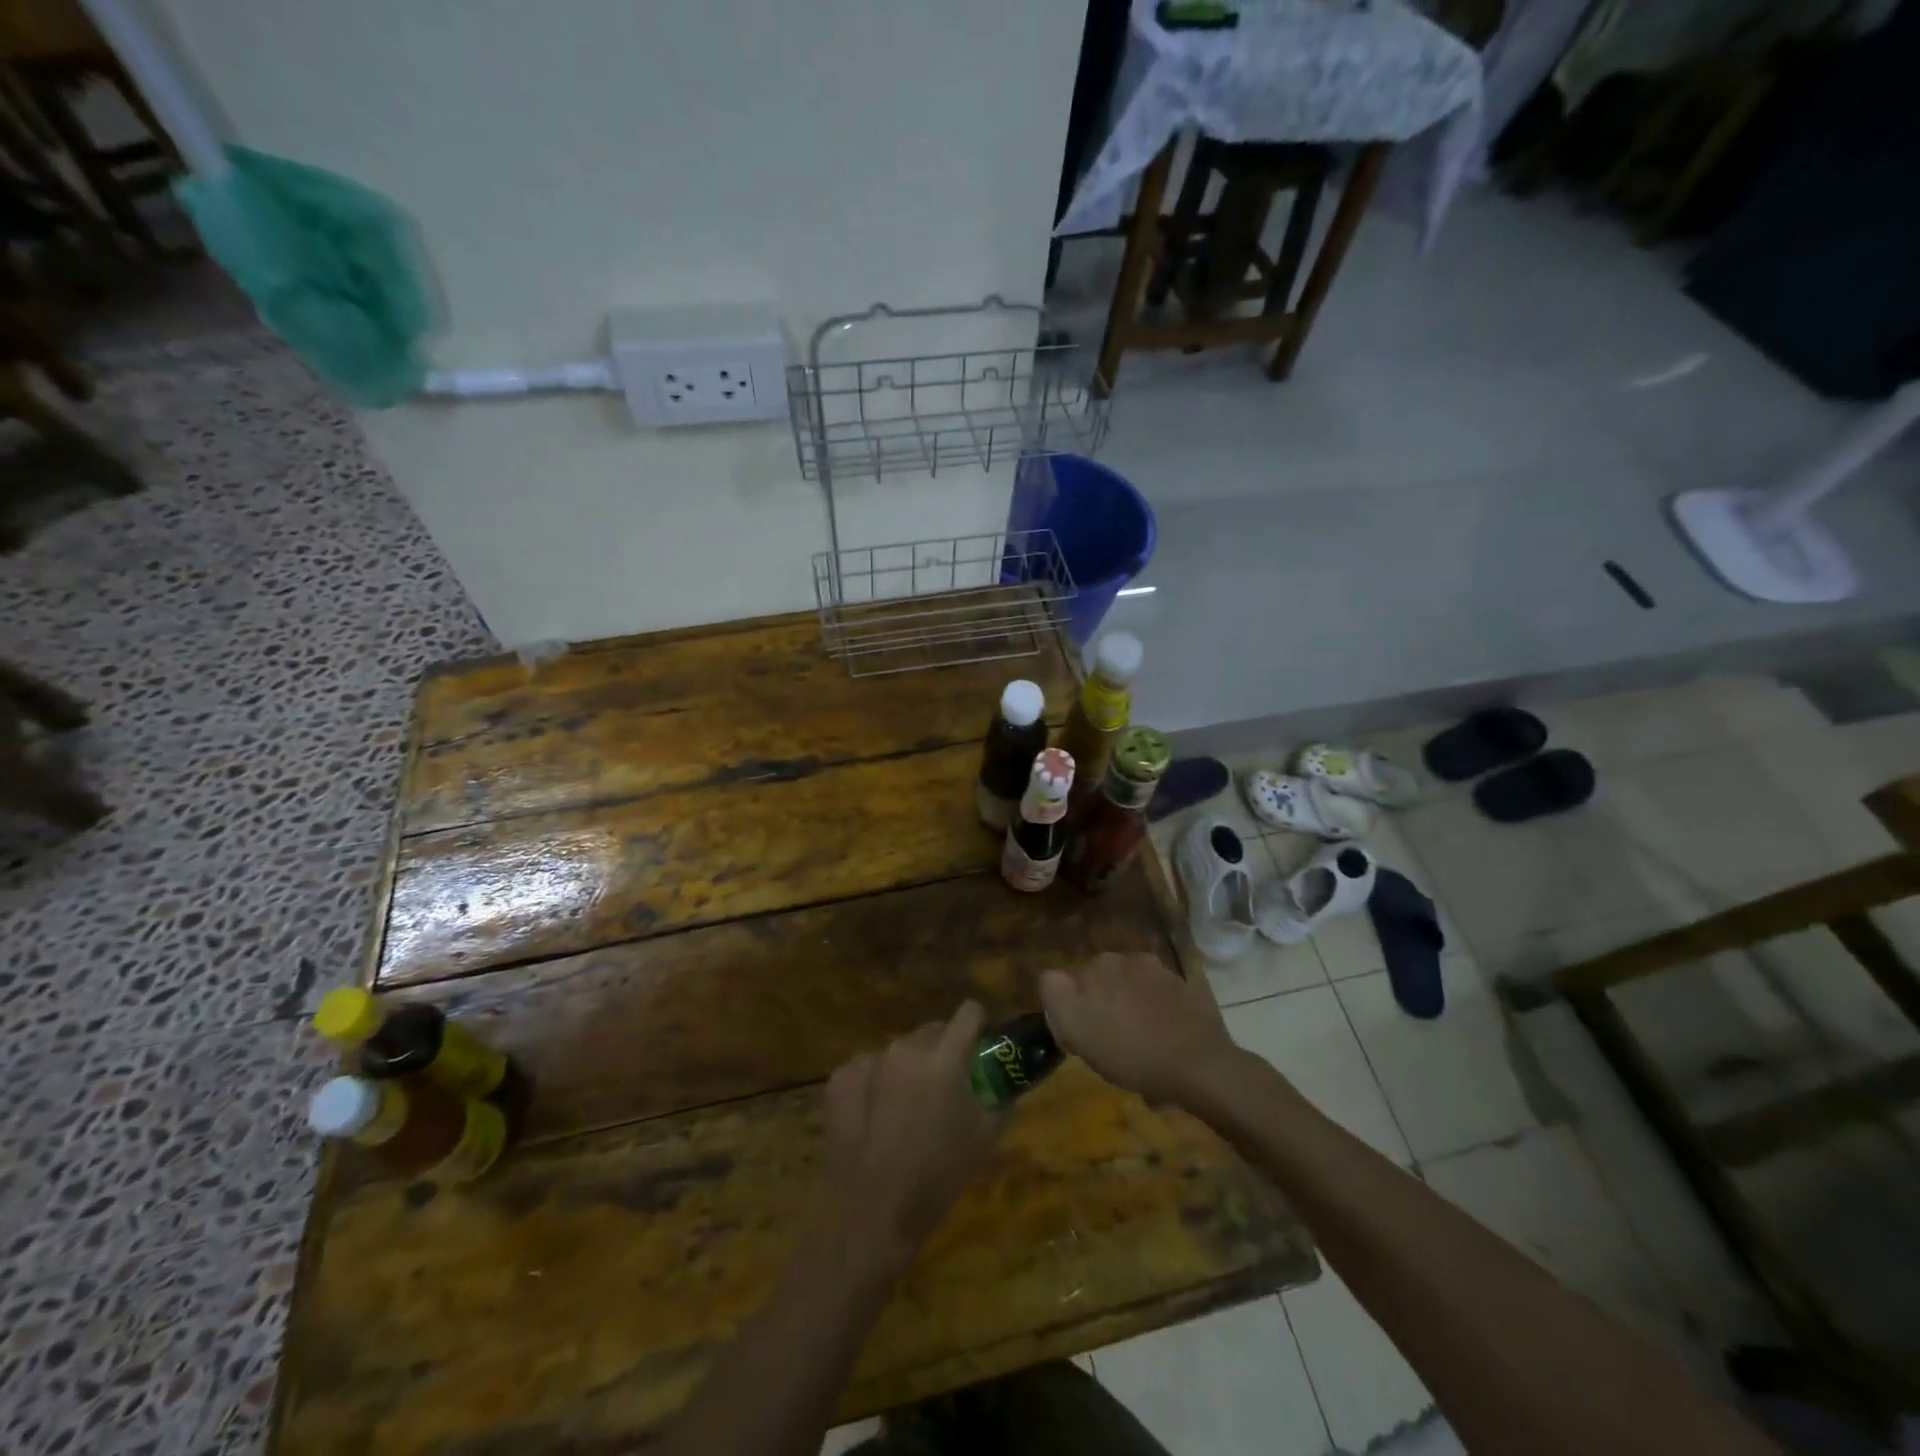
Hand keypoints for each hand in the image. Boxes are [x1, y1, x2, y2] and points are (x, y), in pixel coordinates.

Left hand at [819, 1001, 1002, 1274]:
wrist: (870, 1217)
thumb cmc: (937, 1178)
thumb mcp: (985, 1139)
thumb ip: (1000, 1097)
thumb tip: (1006, 1079)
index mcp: (944, 1059)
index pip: (969, 1013)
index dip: (978, 1026)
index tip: (980, 1045)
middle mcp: (905, 1049)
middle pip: (932, 1031)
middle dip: (943, 1050)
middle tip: (945, 1087)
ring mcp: (868, 1060)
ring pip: (900, 1050)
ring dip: (909, 1067)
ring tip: (906, 1109)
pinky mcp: (840, 1078)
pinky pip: (869, 1068)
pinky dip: (876, 1083)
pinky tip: (875, 1117)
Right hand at [1040, 952, 1236, 1106]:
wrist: (1199, 1065)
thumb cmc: (1131, 1055)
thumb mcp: (1079, 1034)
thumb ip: (1057, 996)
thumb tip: (1054, 980)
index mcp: (1095, 968)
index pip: (1065, 981)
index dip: (1070, 1007)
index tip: (1080, 1034)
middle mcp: (1122, 959)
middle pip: (1099, 980)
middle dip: (1101, 1001)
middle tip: (1110, 1038)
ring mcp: (1156, 969)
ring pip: (1130, 984)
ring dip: (1129, 1003)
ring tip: (1140, 1039)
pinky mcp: (1183, 984)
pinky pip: (1158, 995)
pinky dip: (1156, 1009)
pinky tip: (1164, 1036)